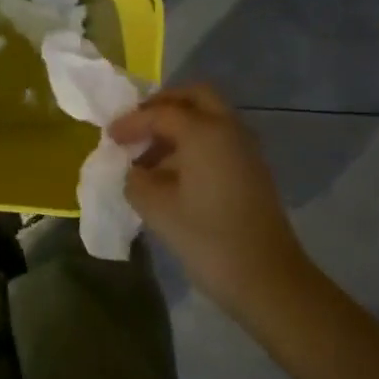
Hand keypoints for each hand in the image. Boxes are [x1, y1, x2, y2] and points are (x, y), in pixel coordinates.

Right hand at [109, 86, 312, 316]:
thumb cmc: (208, 239)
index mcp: (205, 131)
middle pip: (195, 97)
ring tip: (149, 156)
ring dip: (179, 126)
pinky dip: (194, 143)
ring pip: (209, 118)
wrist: (269, 281)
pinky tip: (173, 174)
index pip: (161, 112)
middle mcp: (229, 129)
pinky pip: (219, 139)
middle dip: (163, 105)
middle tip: (138, 125)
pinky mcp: (252, 171)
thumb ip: (136, 180)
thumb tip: (134, 171)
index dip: (132, 122)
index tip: (109, 137)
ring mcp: (246, 149)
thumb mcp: (157, 209)